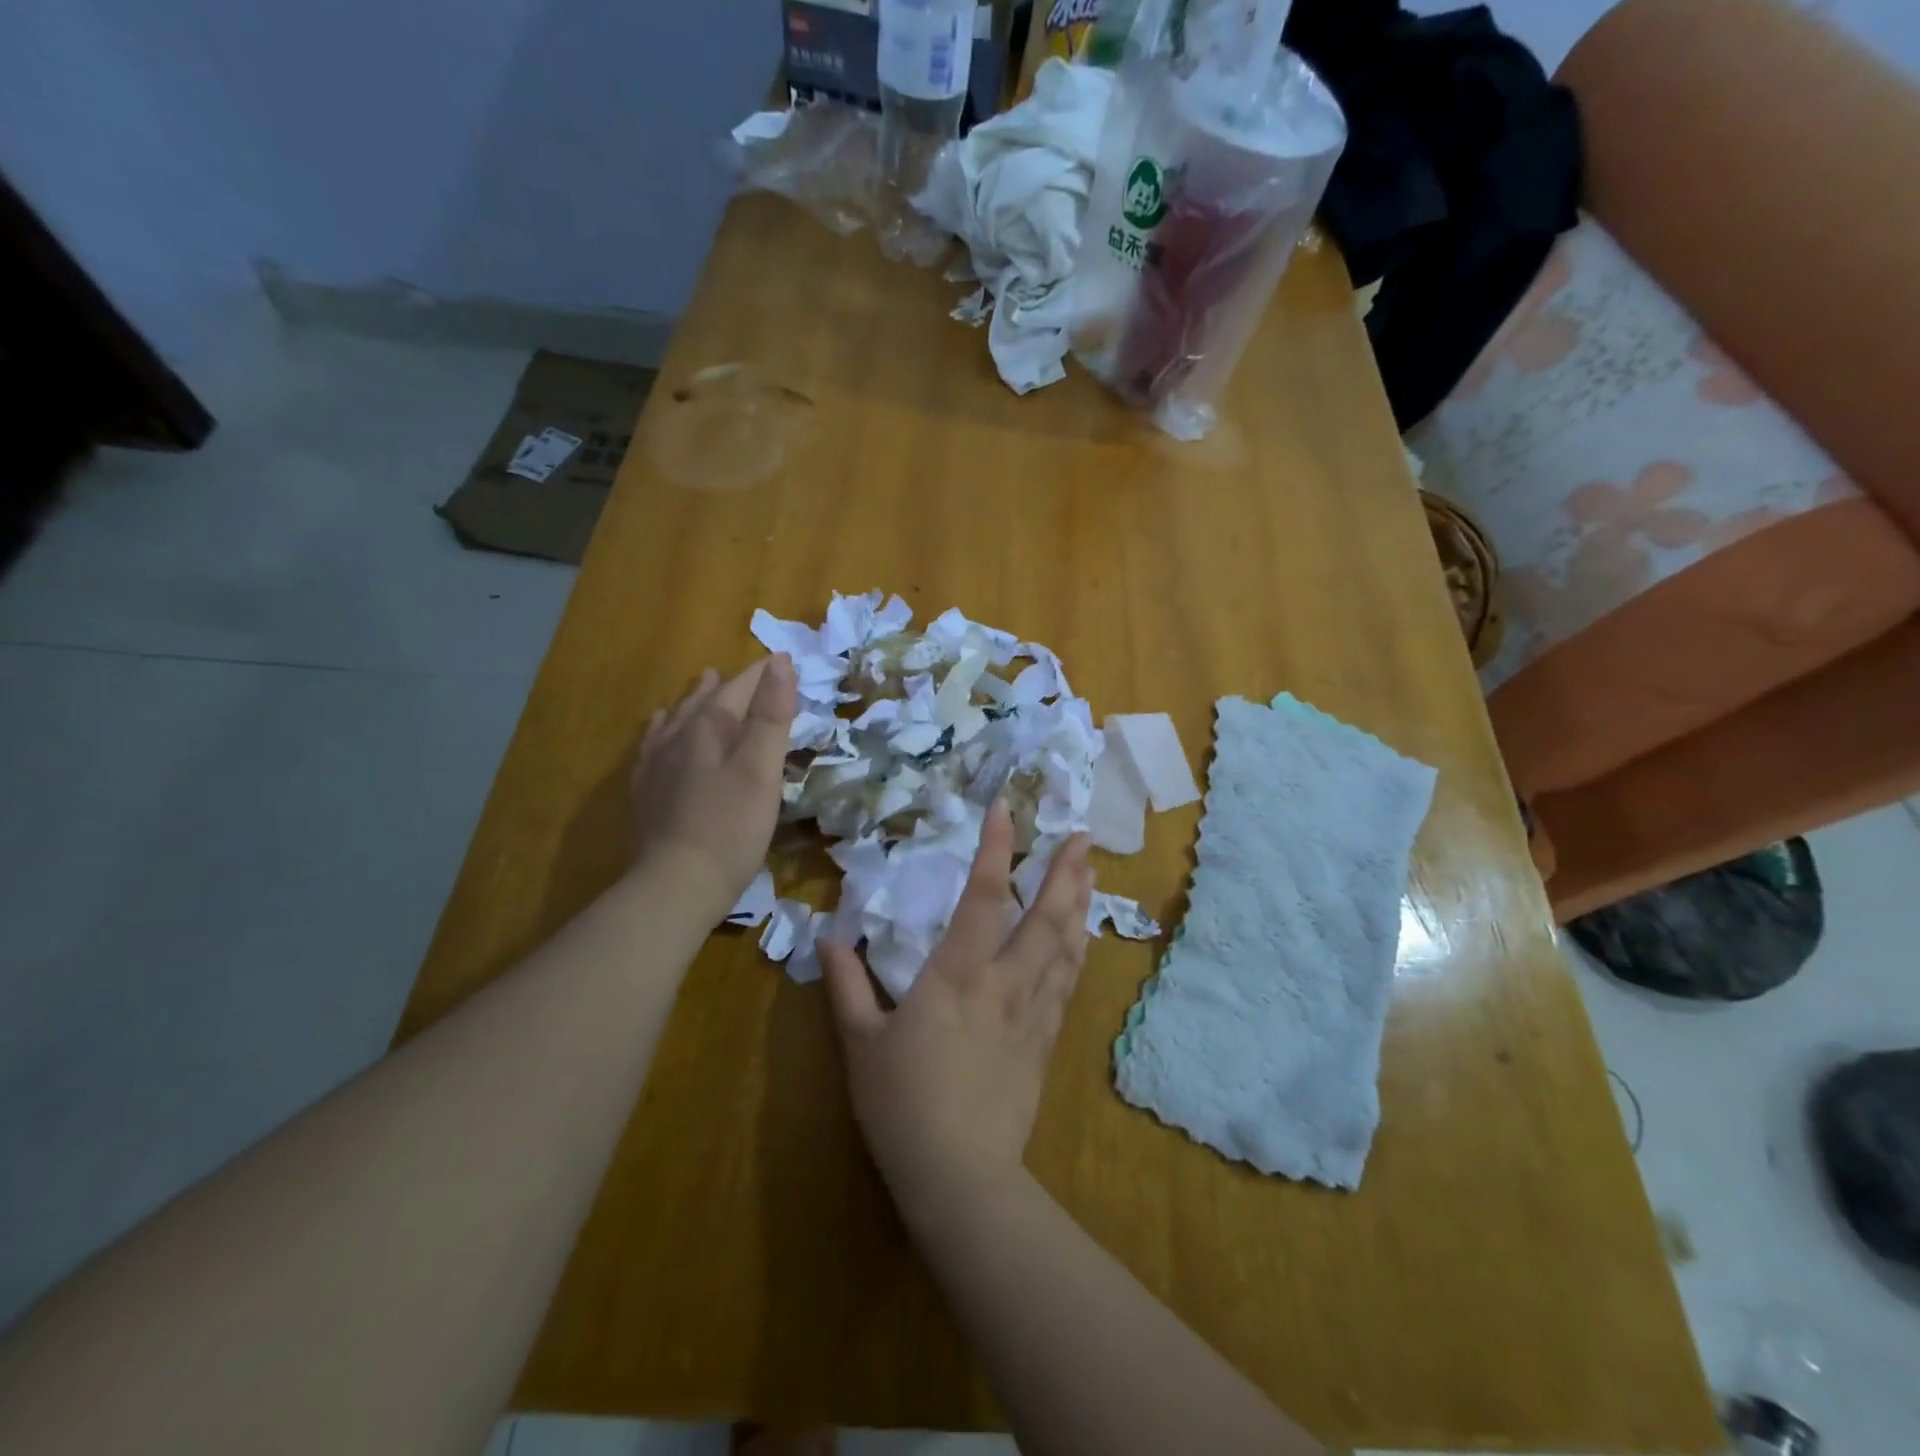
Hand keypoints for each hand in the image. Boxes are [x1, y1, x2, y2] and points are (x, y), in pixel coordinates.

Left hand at [629, 654, 795, 921]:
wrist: (676, 885)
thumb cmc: (731, 827)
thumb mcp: (762, 769)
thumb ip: (771, 715)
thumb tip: (780, 662)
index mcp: (708, 728)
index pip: (739, 688)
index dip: (762, 674)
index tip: (784, 662)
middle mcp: (677, 738)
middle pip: (705, 701)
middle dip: (728, 685)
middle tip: (740, 672)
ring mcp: (656, 765)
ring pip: (677, 720)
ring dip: (694, 700)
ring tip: (703, 684)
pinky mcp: (645, 793)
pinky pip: (653, 746)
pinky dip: (664, 730)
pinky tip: (660, 732)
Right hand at [822, 805, 1093, 1221]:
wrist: (960, 1175)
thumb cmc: (903, 1104)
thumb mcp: (860, 1043)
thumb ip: (846, 985)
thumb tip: (828, 937)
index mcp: (957, 974)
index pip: (983, 897)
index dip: (996, 850)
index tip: (1006, 810)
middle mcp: (1004, 982)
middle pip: (1044, 917)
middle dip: (1064, 871)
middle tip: (1080, 835)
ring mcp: (1032, 1012)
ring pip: (1065, 946)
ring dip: (1079, 903)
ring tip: (1091, 870)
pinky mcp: (1046, 1041)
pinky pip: (1067, 985)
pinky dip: (1078, 952)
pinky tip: (1084, 937)